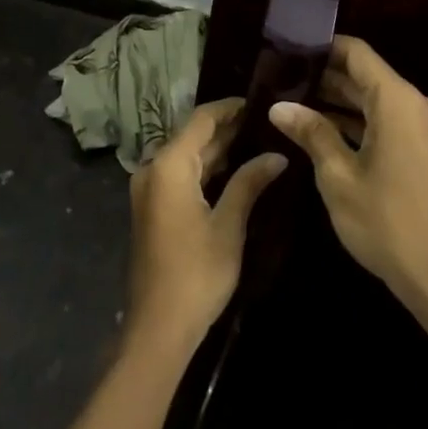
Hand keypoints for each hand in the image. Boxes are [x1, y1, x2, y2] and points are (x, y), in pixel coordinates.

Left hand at [125, 99, 287, 355]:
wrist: (158, 327)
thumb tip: (277, 155)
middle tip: (266, 121)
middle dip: (228, 128)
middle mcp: (153, 168)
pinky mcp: (153, 207)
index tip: (260, 101)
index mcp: (168, 165)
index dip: (230, 108)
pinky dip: (206, 169)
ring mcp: (149, 189)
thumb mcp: (228, 225)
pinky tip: (236, 170)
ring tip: (259, 140)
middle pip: (192, 136)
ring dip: (219, 149)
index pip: (201, 119)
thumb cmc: (197, 273)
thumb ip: (249, 183)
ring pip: (187, 156)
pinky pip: (181, 175)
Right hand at [270, 37, 427, 315]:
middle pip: (367, 76)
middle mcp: (419, 104)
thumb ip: (311, 133)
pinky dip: (361, 122)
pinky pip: (391, 121)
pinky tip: (325, 129)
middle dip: (326, 77)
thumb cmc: (387, 223)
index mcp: (399, 101)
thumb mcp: (338, 176)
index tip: (288, 49)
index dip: (322, 47)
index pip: (357, 53)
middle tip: (282, 79)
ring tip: (295, 102)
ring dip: (341, 102)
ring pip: (377, 100)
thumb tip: (278, 106)